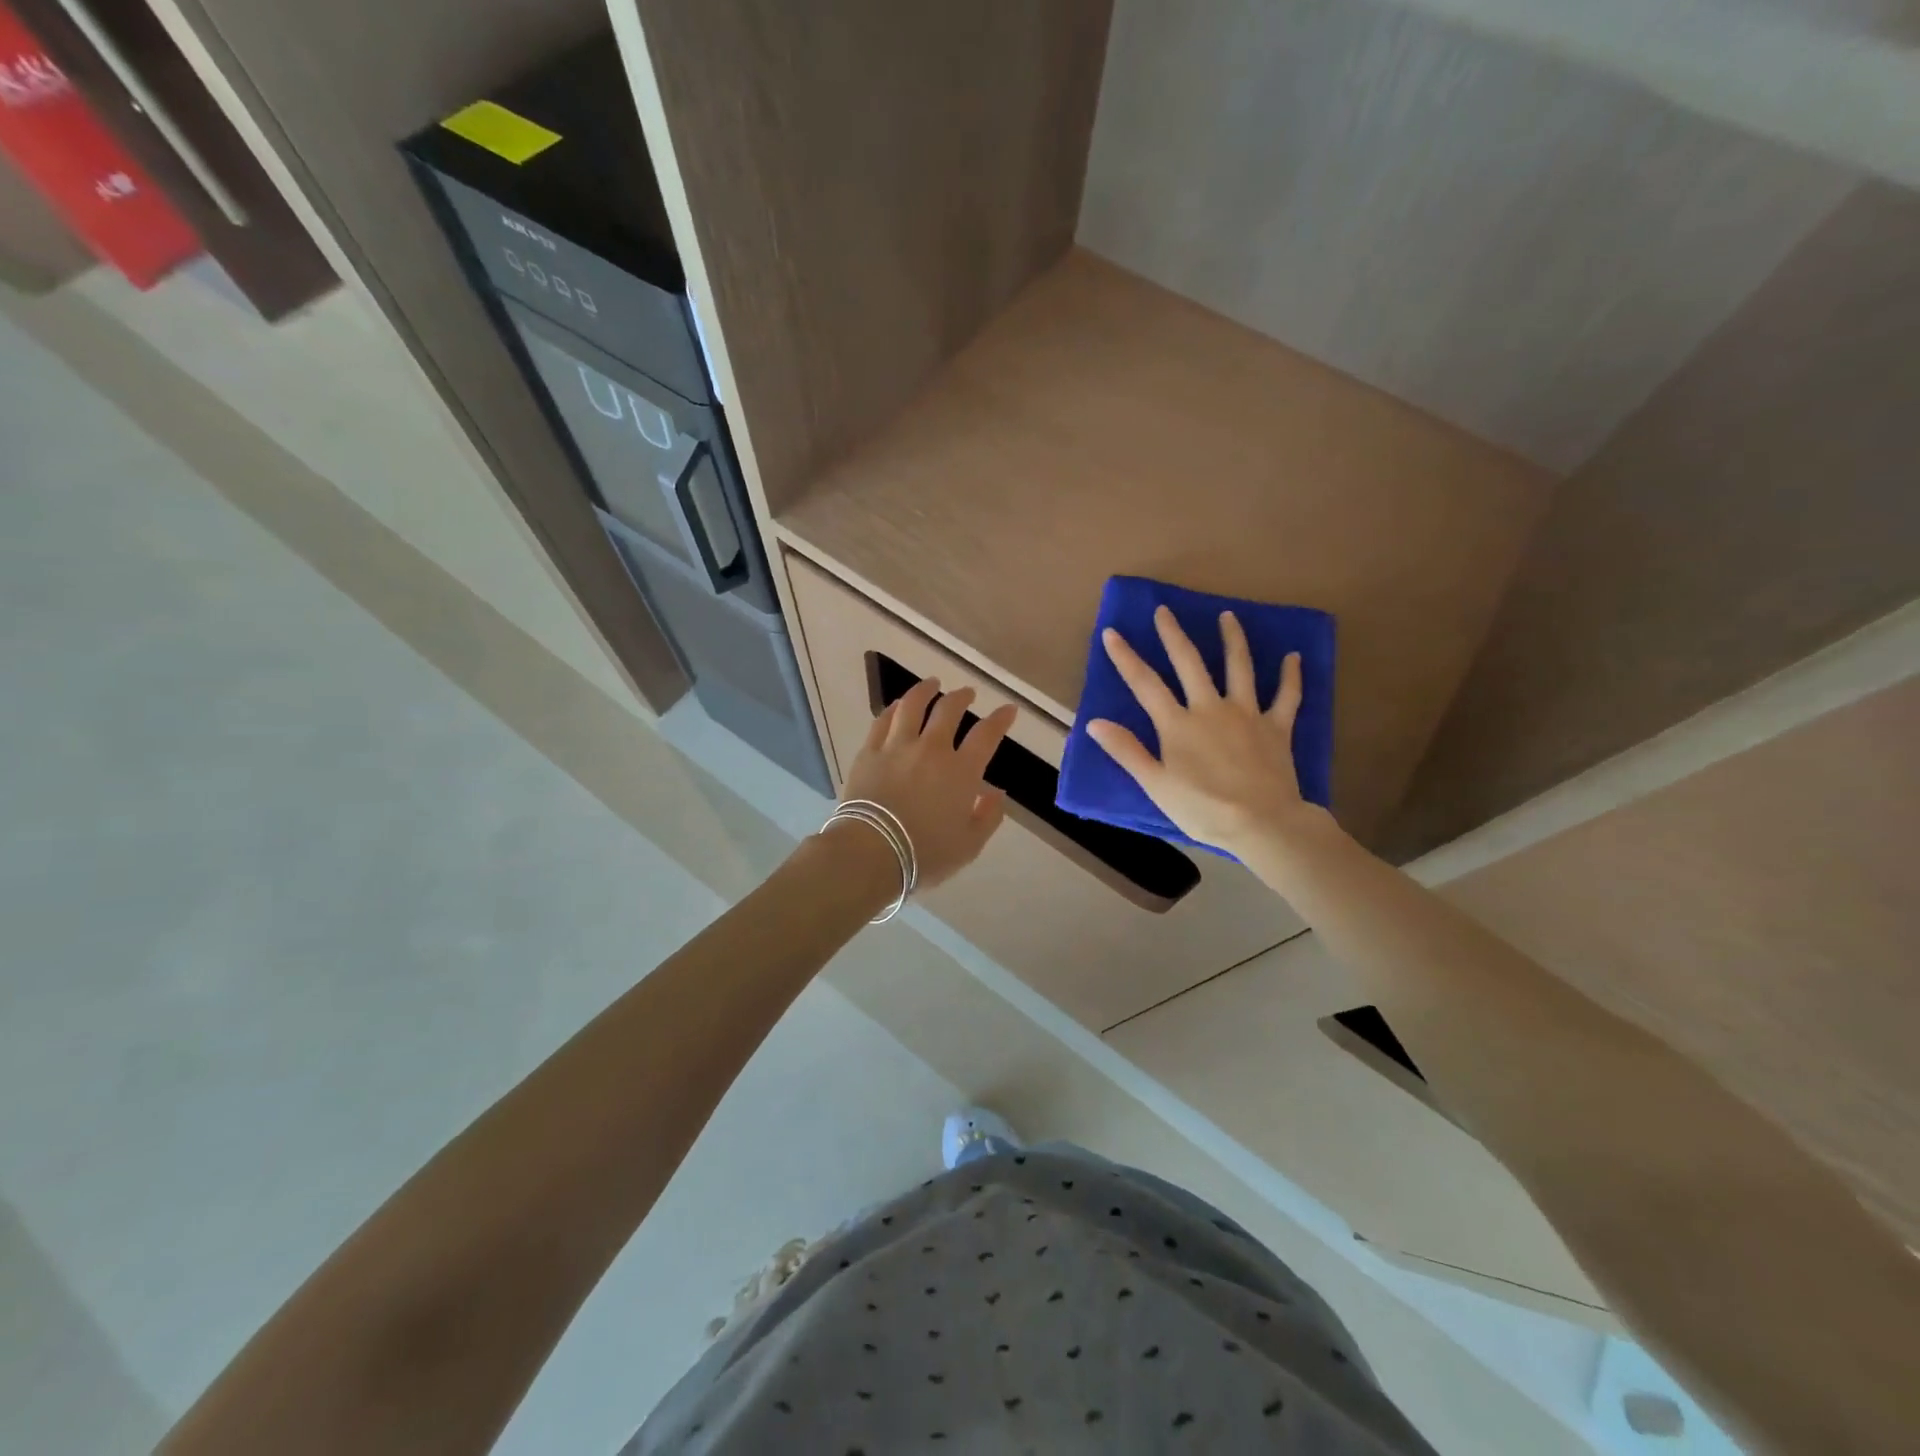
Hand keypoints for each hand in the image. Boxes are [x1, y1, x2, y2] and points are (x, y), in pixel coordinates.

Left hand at [841, 678, 1015, 889]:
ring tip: (932, 683)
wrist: (871, 853)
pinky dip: (893, 708)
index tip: (1008, 709)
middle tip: (967, 693)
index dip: (1000, 719)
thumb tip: (996, 794)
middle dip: (962, 697)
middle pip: (949, 710)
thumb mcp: (969, 845)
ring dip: (925, 690)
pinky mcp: (869, 752)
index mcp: (961, 771)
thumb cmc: (925, 854)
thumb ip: (988, 817)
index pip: (987, 735)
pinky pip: (882, 721)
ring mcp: (897, 747)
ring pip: (912, 705)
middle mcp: (931, 749)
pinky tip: (897, 705)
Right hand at [1087, 607, 1320, 856]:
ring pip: (1239, 668)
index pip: (1145, 684)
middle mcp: (1210, 708)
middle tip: (1165, 611)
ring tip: (1227, 616)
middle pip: (1190, 663)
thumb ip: (1126, 750)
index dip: (1126, 658)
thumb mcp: (1155, 784)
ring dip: (1232, 640)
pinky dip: (1291, 676)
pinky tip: (1293, 657)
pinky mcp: (1276, 727)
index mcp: (1177, 724)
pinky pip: (1287, 697)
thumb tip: (1094, 722)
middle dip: (1173, 635)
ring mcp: (1247, 714)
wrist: (1261, 822)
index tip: (1112, 632)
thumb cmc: (1202, 808)